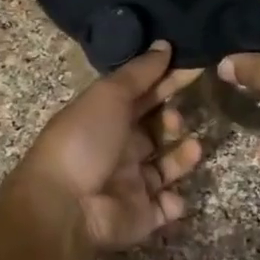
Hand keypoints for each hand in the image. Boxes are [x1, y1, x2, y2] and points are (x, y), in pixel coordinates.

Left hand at [15, 43, 202, 250]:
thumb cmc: (85, 140)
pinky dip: (174, 201)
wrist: (65, 205)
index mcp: (106, 117)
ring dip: (183, 157)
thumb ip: (139, 72)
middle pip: (155, 129)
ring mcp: (130, 183)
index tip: (193, 67)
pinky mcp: (141, 215)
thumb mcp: (109, 95)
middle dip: (173, 120)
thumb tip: (164, 44)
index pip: (142, 94)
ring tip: (191, 148)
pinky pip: (166, 206)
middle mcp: (118, 147)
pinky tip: (171, 194)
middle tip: (177, 118)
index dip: (166, 81)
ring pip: (166, 166)